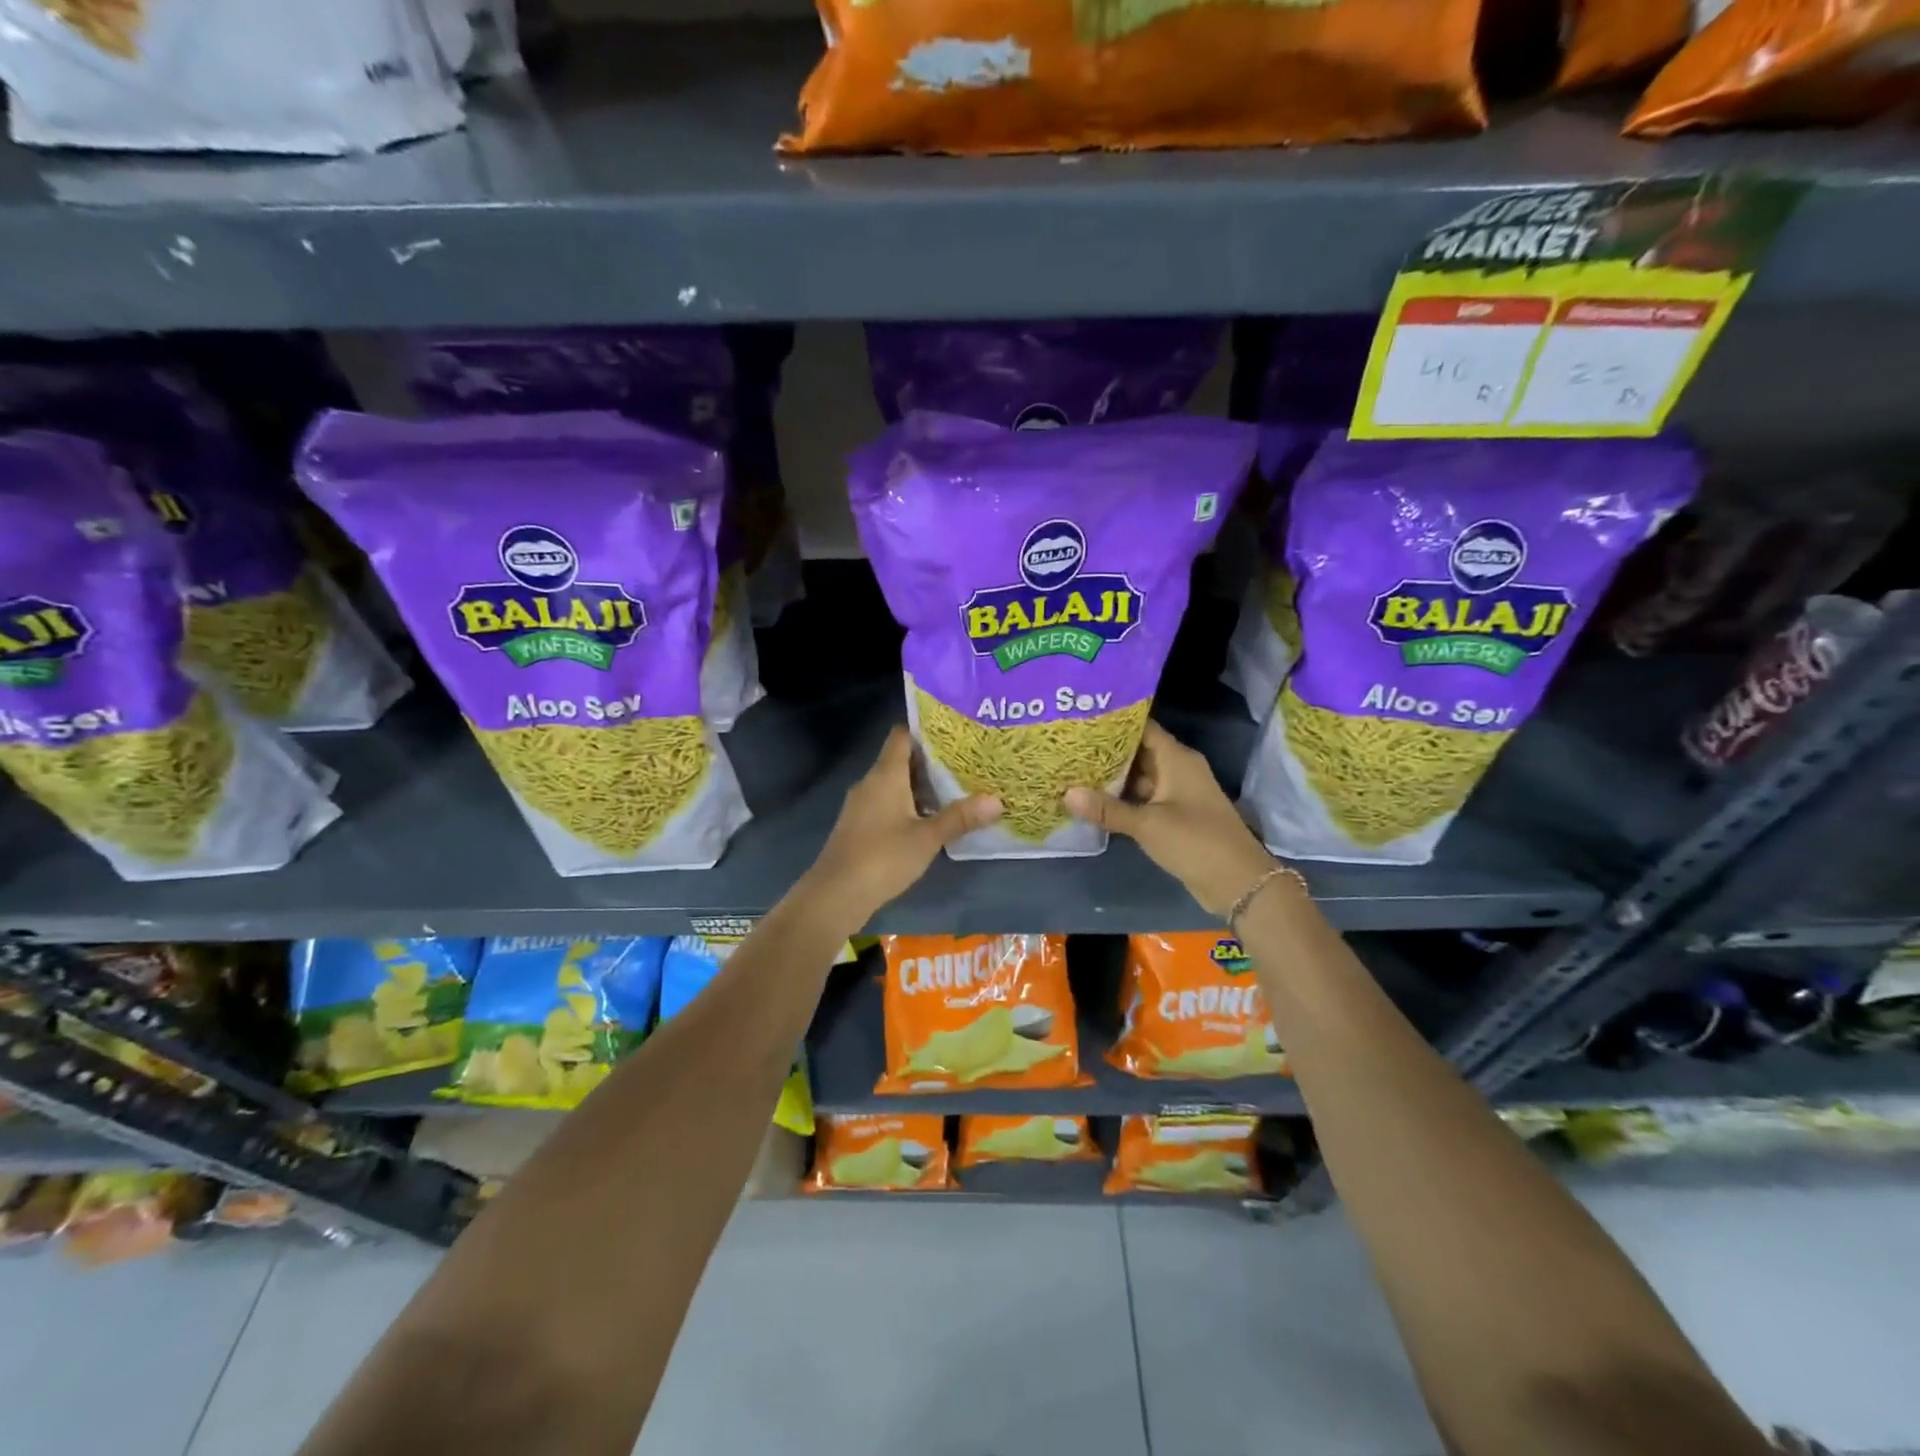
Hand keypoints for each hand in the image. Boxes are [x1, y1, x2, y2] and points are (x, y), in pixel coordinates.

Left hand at [803, 726, 1000, 925]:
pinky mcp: (859, 826)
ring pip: (895, 784)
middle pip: (901, 760)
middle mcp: (870, 783)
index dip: (926, 730)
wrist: (835, 895)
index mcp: (885, 775)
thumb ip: (960, 817)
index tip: (955, 733)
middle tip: (966, 763)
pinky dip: (908, 806)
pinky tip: (929, 820)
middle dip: (932, 762)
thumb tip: (997, 800)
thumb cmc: (883, 858)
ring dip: (921, 787)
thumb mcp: (927, 838)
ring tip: (956, 790)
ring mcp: (861, 805)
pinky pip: (887, 804)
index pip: (902, 735)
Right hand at [1064, 720, 1278, 917]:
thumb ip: (1107, 809)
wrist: (1238, 882)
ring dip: (1111, 777)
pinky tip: (1093, 800)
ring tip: (1073, 770)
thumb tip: (1066, 793)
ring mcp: (1176, 793)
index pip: (1142, 727)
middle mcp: (1177, 769)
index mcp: (1177, 759)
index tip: (1081, 720)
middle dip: (1105, 751)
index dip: (1113, 722)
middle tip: (1069, 746)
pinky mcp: (1174, 816)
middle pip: (1138, 751)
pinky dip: (1121, 798)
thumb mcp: (1147, 825)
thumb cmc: (1195, 841)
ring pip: (1138, 777)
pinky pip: (1143, 799)